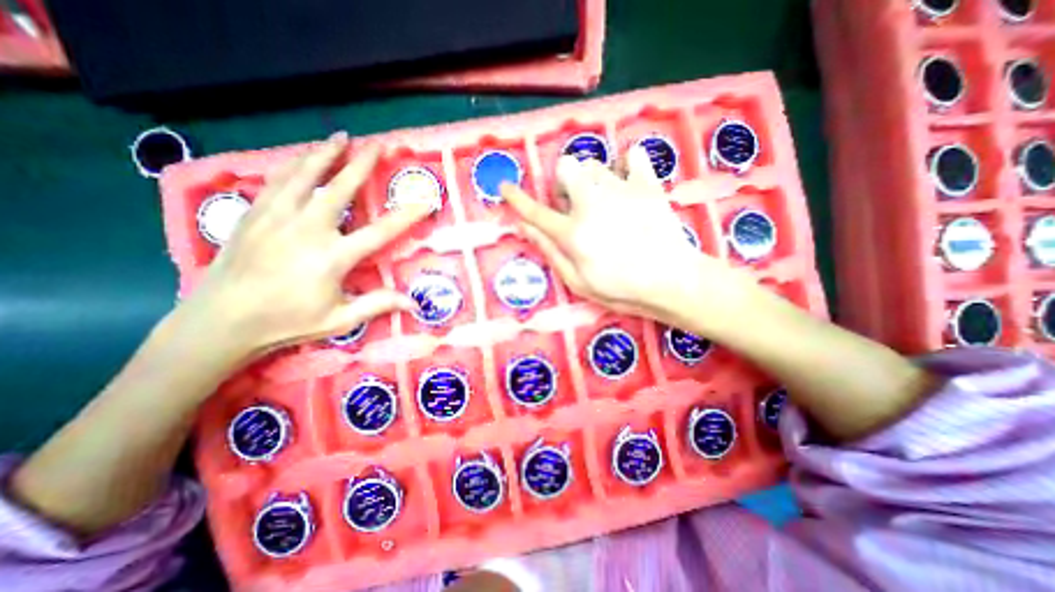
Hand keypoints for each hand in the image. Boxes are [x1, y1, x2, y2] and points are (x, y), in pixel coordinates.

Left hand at [173, 132, 427, 358]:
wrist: (221, 321)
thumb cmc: (288, 322)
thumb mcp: (340, 319)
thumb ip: (378, 305)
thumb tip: (414, 303)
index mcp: (333, 256)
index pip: (381, 231)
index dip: (406, 215)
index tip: (424, 201)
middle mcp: (307, 229)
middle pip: (341, 188)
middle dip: (362, 164)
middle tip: (377, 144)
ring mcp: (277, 217)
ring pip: (305, 175)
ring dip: (325, 154)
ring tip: (340, 137)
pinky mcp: (254, 215)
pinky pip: (277, 181)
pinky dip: (294, 166)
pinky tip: (301, 159)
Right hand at [500, 146, 753, 324]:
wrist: (672, 281)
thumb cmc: (621, 290)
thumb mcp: (578, 282)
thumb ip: (550, 251)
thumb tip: (524, 227)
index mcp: (573, 232)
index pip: (536, 212)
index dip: (517, 199)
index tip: (505, 186)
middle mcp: (592, 204)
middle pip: (566, 168)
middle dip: (564, 184)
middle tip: (575, 205)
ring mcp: (622, 190)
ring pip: (594, 164)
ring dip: (590, 180)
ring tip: (603, 201)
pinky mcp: (648, 186)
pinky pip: (634, 157)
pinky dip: (628, 165)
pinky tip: (628, 182)